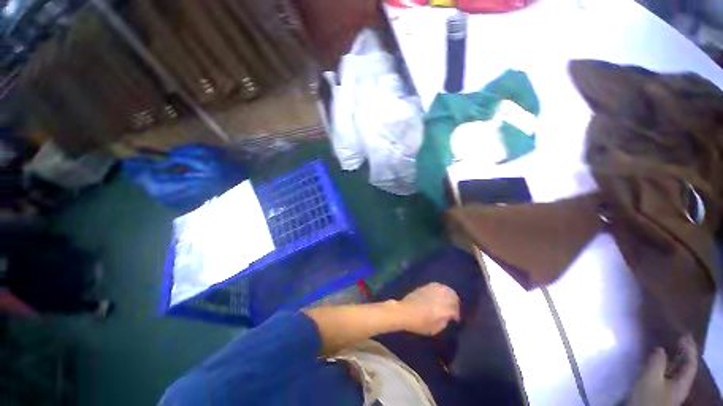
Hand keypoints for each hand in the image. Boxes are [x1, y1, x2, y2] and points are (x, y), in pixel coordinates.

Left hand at [398, 282, 460, 335]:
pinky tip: (442, 293)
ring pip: (447, 289)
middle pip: (453, 297)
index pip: (454, 310)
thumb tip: (450, 317)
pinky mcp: (426, 286)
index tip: (456, 319)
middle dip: (456, 303)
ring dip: (451, 294)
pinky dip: (443, 289)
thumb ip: (444, 322)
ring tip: (450, 300)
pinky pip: (439, 285)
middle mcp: (438, 298)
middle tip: (454, 308)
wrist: (404, 311)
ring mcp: (432, 290)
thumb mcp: (434, 329)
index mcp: (441, 310)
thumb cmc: (418, 323)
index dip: (457, 315)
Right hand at [628, 335, 697, 405]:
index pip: (692, 362)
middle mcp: (681, 384)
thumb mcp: (651, 378)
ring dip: (672, 357)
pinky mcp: (661, 390)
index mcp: (684, 382)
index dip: (690, 348)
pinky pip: (666, 373)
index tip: (684, 334)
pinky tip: (657, 361)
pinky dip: (665, 364)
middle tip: (676, 337)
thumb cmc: (649, 396)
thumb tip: (660, 348)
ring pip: (675, 370)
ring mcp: (671, 389)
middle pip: (685, 366)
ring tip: (665, 346)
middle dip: (682, 352)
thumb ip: (657, 361)